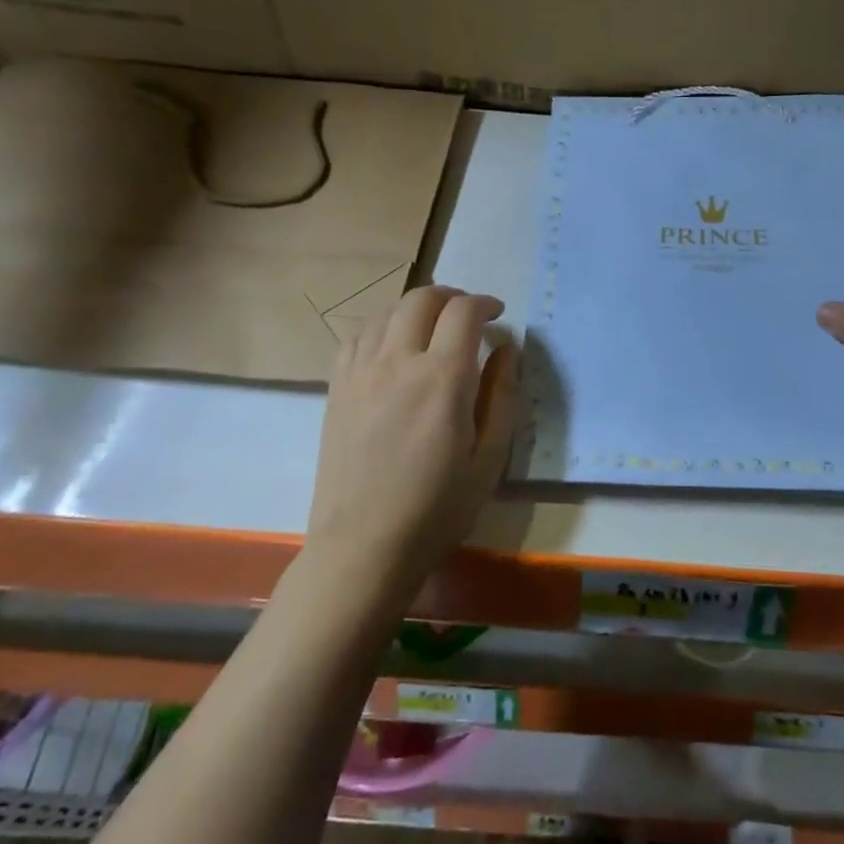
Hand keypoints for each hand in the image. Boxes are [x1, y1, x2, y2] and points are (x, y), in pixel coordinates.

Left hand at [307, 286, 517, 585]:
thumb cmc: (438, 508)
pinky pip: (357, 336)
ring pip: (387, 311)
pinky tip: (392, 349)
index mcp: (442, 378)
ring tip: (433, 329)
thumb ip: (502, 395)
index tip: (498, 315)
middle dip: (452, 297)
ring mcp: (360, 372)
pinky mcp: (336, 388)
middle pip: (422, 298)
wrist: (364, 546)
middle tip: (469, 316)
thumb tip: (506, 349)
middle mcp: (397, 362)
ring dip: (416, 309)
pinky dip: (382, 328)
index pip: (463, 312)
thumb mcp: (490, 458)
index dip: (485, 303)